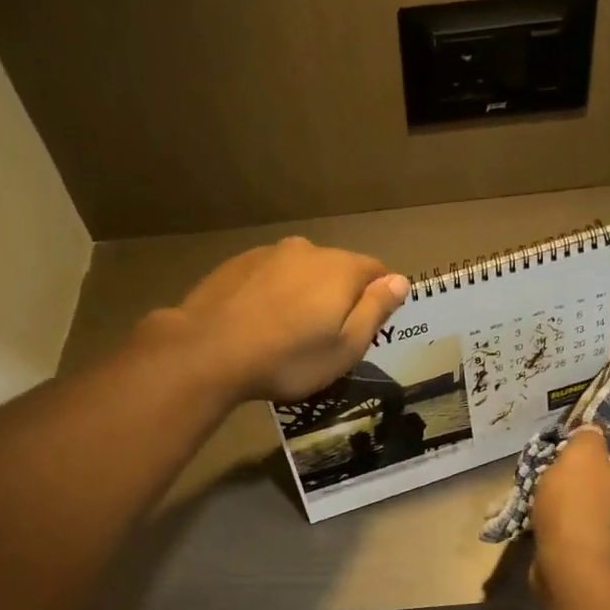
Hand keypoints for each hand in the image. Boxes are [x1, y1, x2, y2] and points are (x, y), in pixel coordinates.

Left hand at [160, 236, 409, 401]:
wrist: (209, 351)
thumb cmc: (289, 359)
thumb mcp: (346, 347)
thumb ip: (375, 310)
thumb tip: (401, 281)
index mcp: (341, 268)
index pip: (377, 271)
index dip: (379, 297)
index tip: (368, 327)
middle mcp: (307, 250)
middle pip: (337, 269)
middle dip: (339, 296)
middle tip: (326, 337)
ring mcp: (268, 254)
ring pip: (300, 272)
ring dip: (303, 294)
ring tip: (289, 332)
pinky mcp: (236, 265)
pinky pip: (269, 277)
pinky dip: (273, 295)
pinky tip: (260, 324)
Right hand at [531, 389, 609, 591]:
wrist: (575, 572)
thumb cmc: (583, 507)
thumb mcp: (581, 456)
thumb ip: (588, 436)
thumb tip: (594, 436)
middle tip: (599, 411)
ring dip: (599, 459)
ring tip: (573, 442)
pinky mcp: (608, 533)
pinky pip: (599, 498)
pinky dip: (585, 484)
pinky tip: (561, 478)